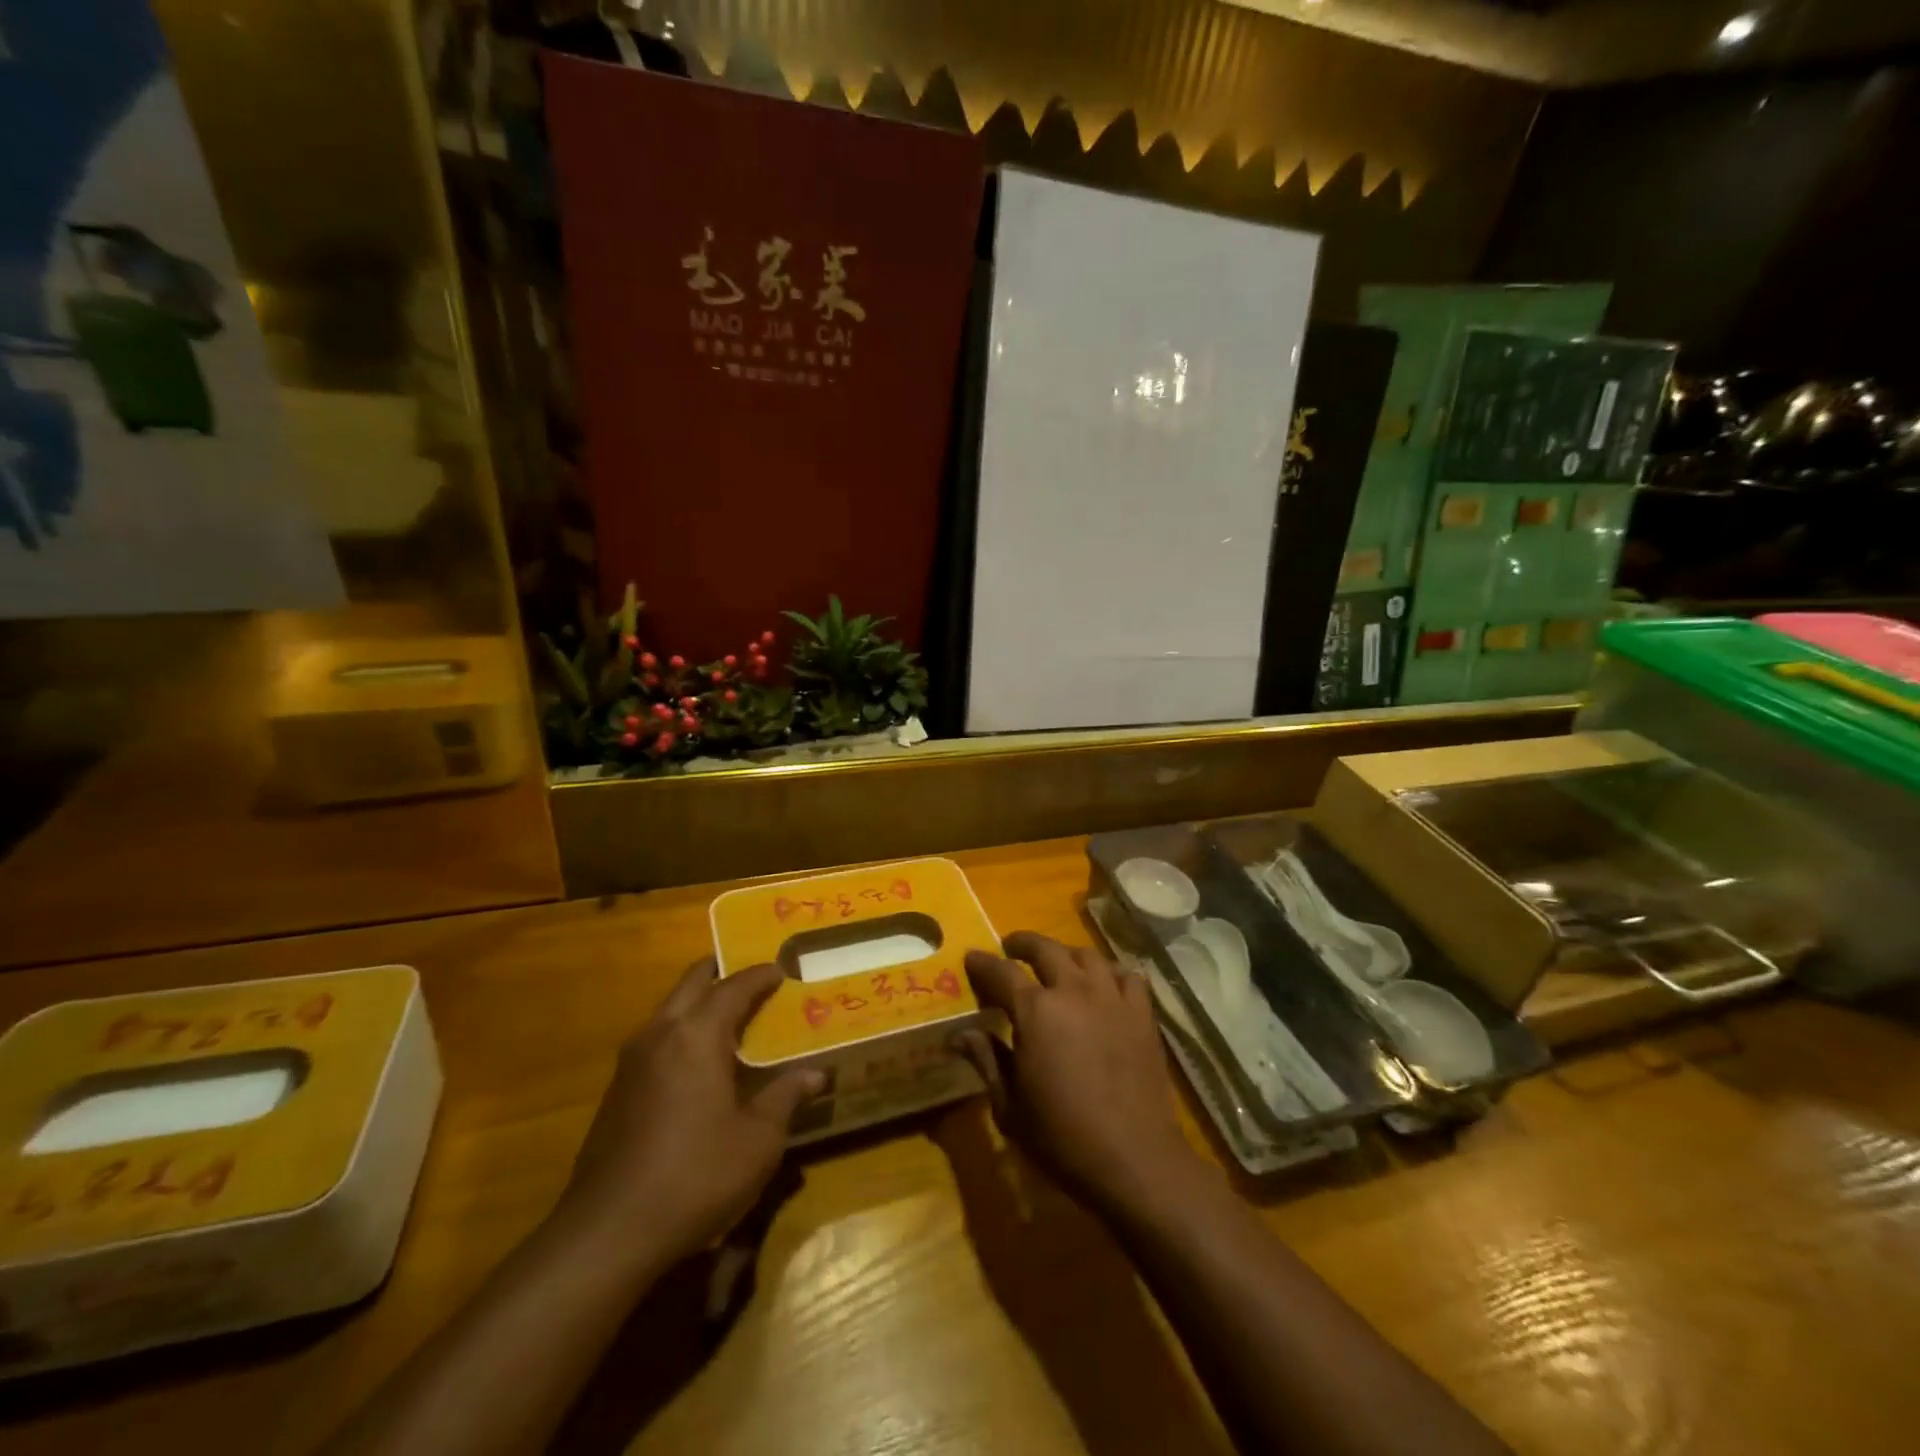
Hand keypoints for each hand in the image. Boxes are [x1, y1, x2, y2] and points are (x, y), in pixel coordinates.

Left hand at [556, 959, 822, 1266]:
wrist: (607, 1233)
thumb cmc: (696, 1175)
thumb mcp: (757, 1140)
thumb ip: (785, 1097)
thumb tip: (815, 1074)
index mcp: (697, 1035)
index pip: (734, 987)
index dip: (761, 975)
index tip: (783, 970)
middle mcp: (660, 1034)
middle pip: (692, 982)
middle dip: (722, 973)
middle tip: (753, 979)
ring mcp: (631, 1062)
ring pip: (669, 1009)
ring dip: (699, 1002)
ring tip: (731, 1018)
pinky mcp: (616, 1091)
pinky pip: (656, 1039)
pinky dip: (682, 1032)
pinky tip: (699, 1064)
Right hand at [956, 932, 1201, 1215]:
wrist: (1134, 1159)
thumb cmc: (1062, 1137)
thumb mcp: (1010, 1106)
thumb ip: (987, 1060)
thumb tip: (958, 1034)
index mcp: (1035, 1011)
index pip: (1001, 972)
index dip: (983, 963)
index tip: (971, 957)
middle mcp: (1073, 991)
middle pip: (1045, 949)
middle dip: (1023, 944)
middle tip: (1011, 949)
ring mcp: (1112, 998)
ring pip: (1086, 955)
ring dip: (1065, 954)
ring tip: (1057, 963)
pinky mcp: (1142, 1014)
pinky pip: (1127, 976)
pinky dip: (1111, 972)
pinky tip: (1104, 983)